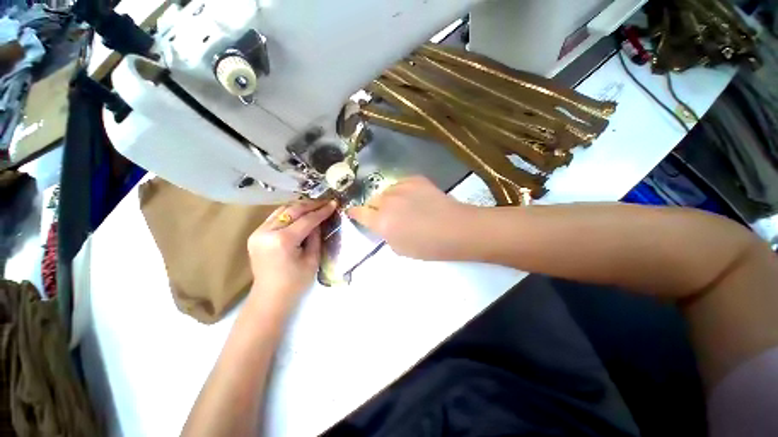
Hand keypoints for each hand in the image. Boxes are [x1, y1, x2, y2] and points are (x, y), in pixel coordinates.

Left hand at [247, 199, 336, 310]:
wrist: (270, 297)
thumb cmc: (295, 283)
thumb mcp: (312, 259)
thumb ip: (315, 236)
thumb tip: (319, 220)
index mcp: (282, 240)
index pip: (306, 219)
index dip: (322, 211)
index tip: (333, 203)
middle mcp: (266, 232)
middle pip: (292, 210)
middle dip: (311, 205)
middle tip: (325, 202)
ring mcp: (258, 232)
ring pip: (282, 210)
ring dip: (300, 207)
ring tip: (315, 206)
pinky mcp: (255, 234)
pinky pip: (275, 217)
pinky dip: (289, 213)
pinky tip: (300, 213)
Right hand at [347, 176, 475, 259]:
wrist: (455, 229)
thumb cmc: (427, 246)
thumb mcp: (399, 249)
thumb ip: (386, 234)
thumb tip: (384, 224)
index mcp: (381, 222)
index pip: (359, 213)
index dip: (355, 213)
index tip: (354, 212)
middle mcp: (386, 201)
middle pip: (373, 200)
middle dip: (376, 208)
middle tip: (388, 215)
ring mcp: (401, 187)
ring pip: (387, 191)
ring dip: (390, 199)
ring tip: (405, 206)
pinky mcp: (415, 179)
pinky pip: (401, 184)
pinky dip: (403, 191)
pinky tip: (415, 198)